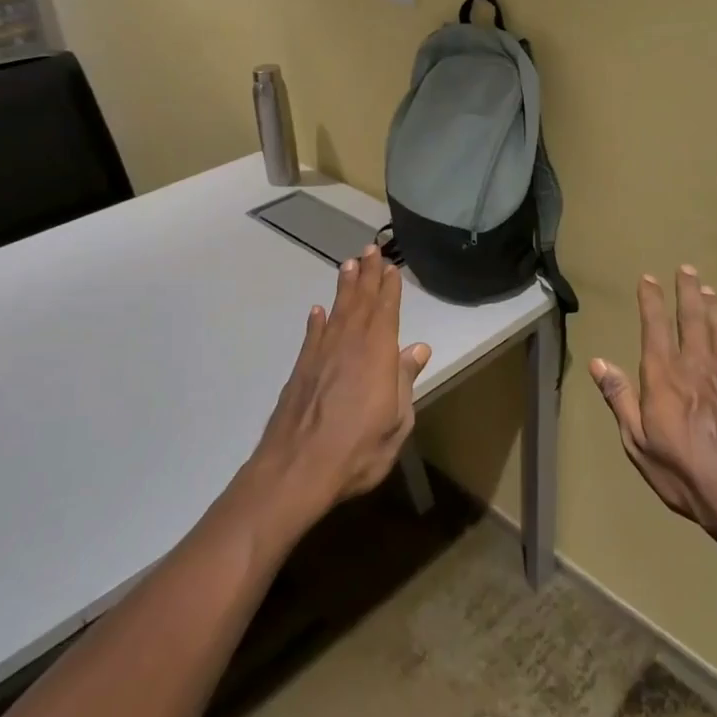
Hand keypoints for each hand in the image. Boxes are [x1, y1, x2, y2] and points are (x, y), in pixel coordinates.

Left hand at [249, 245, 431, 527]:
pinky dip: (316, 321)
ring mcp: (322, 354)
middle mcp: (349, 344)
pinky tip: (318, 310)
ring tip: (348, 264)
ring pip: (337, 311)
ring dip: (344, 287)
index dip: (389, 288)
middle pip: (360, 302)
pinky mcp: (301, 368)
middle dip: (367, 275)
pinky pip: (312, 335)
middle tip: (370, 248)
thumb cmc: (358, 449)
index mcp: (378, 354)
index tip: (391, 267)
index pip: (386, 311)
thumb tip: (419, 348)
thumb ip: (406, 380)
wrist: (297, 468)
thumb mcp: (397, 421)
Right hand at [589, 267, 716, 566]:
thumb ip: (620, 399)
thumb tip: (598, 362)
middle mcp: (698, 365)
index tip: (648, 279)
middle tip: (686, 269)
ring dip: (712, 305)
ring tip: (707, 288)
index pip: (655, 327)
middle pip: (692, 317)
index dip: (651, 300)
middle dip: (687, 291)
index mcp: (665, 377)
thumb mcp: (639, 444)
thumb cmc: (686, 475)